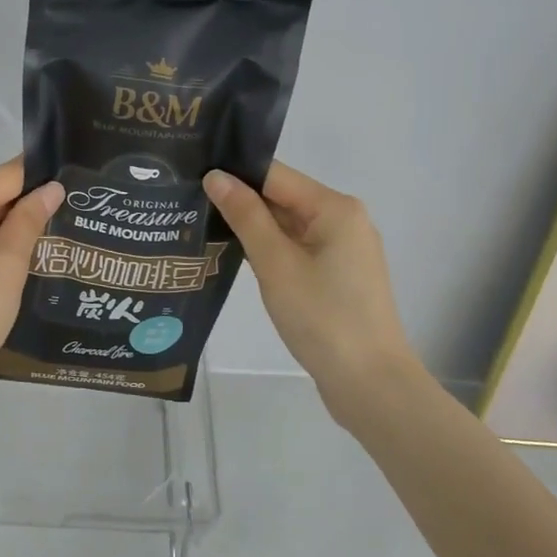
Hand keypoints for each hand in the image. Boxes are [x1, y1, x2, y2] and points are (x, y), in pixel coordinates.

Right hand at [203, 162, 424, 409]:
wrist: (369, 383)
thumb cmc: (322, 317)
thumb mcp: (276, 263)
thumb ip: (245, 216)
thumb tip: (216, 176)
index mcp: (334, 208)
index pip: (274, 175)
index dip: (234, 174)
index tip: (191, 175)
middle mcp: (342, 220)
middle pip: (281, 197)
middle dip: (239, 201)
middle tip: (187, 200)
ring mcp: (341, 249)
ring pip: (286, 225)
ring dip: (250, 227)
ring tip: (199, 223)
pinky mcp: (335, 275)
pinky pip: (294, 248)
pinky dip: (267, 250)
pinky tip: (232, 255)